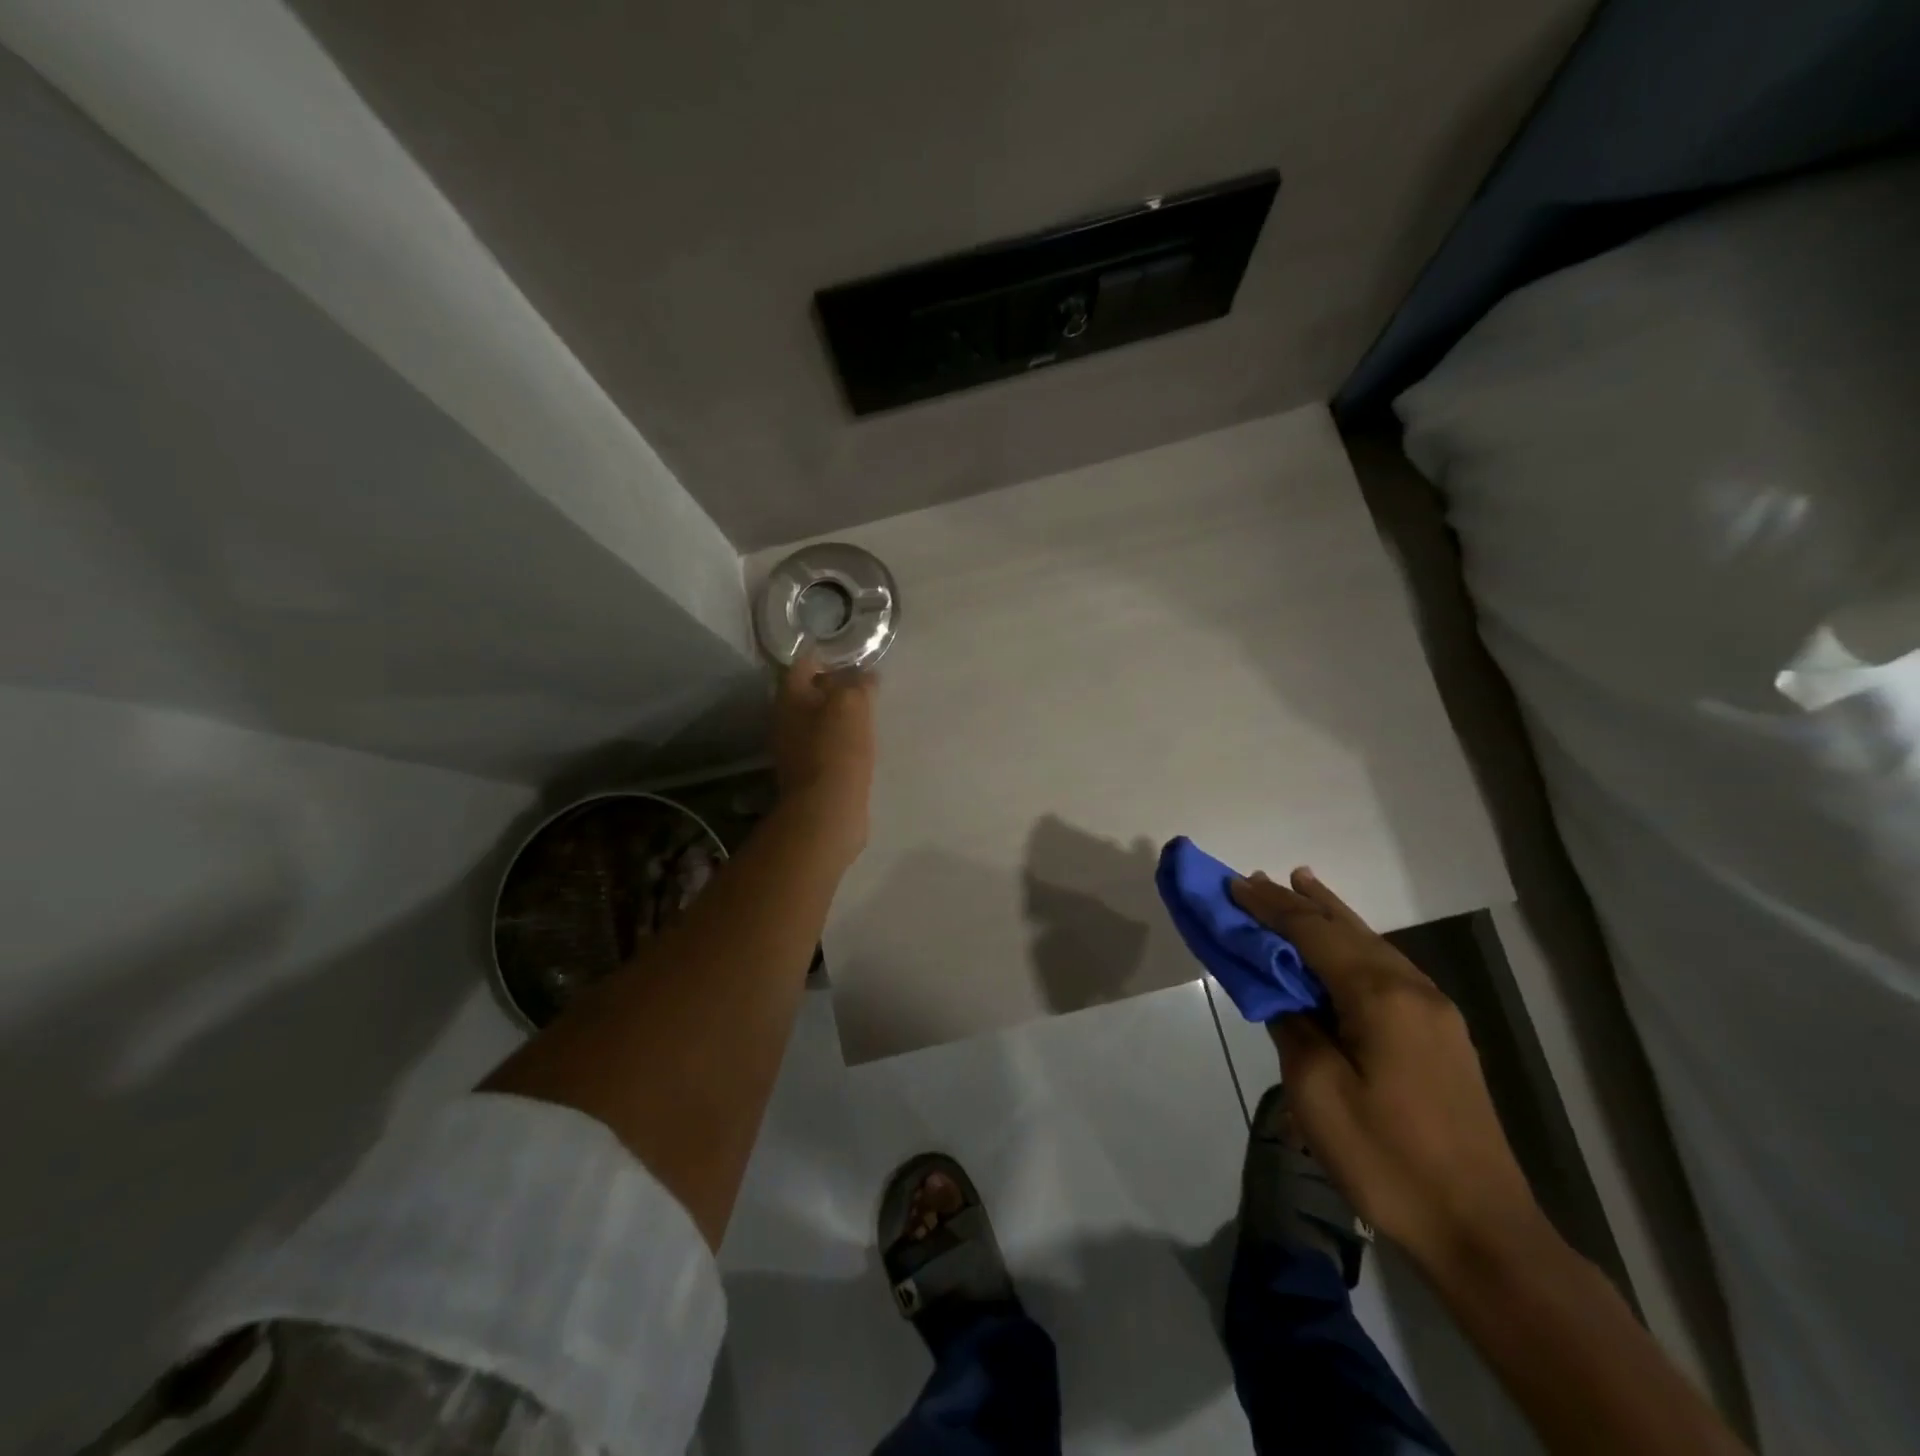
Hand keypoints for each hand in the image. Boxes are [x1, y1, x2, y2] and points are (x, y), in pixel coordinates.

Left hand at [771, 655, 876, 858]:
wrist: (827, 810)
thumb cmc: (837, 749)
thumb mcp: (852, 704)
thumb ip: (858, 683)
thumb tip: (866, 674)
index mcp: (789, 698)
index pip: (804, 664)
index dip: (826, 656)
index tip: (851, 654)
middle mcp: (785, 721)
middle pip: (808, 693)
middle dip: (833, 686)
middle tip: (863, 682)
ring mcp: (794, 750)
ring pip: (817, 721)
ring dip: (838, 714)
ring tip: (867, 711)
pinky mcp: (809, 774)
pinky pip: (826, 746)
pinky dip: (841, 739)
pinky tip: (861, 742)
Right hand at [1231, 868, 1546, 1274]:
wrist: (1483, 1231)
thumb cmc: (1387, 1159)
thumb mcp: (1318, 1091)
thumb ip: (1293, 1024)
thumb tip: (1281, 989)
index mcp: (1381, 997)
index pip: (1313, 933)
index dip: (1270, 908)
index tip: (1233, 886)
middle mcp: (1413, 989)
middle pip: (1345, 929)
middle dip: (1298, 902)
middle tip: (1256, 881)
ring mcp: (1434, 1011)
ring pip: (1371, 944)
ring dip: (1330, 916)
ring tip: (1300, 884)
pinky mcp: (1441, 1034)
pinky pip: (1387, 969)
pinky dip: (1354, 944)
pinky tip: (1343, 943)